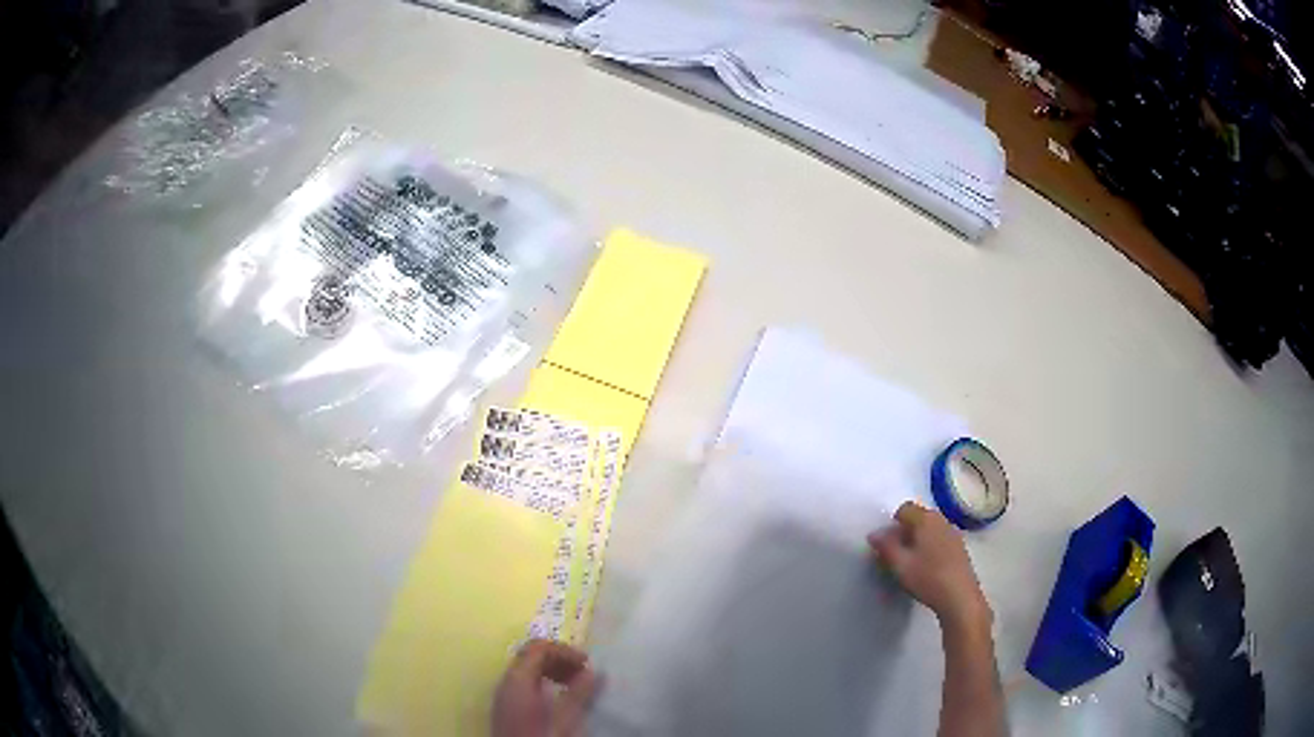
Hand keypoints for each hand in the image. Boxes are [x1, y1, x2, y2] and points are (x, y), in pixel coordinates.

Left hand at [493, 640, 600, 736]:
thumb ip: (578, 693)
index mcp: (517, 679)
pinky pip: (524, 684)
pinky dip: (544, 683)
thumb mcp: (565, 718)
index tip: (587, 664)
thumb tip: (592, 671)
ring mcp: (504, 695)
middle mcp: (506, 682)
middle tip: (584, 674)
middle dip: (559, 660)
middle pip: (531, 656)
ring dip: (553, 672)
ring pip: (527, 670)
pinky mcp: (507, 707)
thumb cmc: (541, 736)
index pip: (538, 648)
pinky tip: (559, 699)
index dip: (564, 651)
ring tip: (576, 686)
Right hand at [867, 502, 991, 630]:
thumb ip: (885, 547)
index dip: (892, 524)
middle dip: (904, 532)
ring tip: (911, 563)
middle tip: (896, 555)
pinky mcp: (959, 547)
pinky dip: (930, 547)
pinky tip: (928, 568)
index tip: (887, 545)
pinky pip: (939, 539)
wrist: (959, 597)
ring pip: (929, 529)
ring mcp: (953, 533)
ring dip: (917, 540)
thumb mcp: (900, 565)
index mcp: (926, 519)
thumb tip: (874, 534)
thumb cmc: (927, 578)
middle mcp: (941, 520)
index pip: (904, 509)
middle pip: (918, 518)